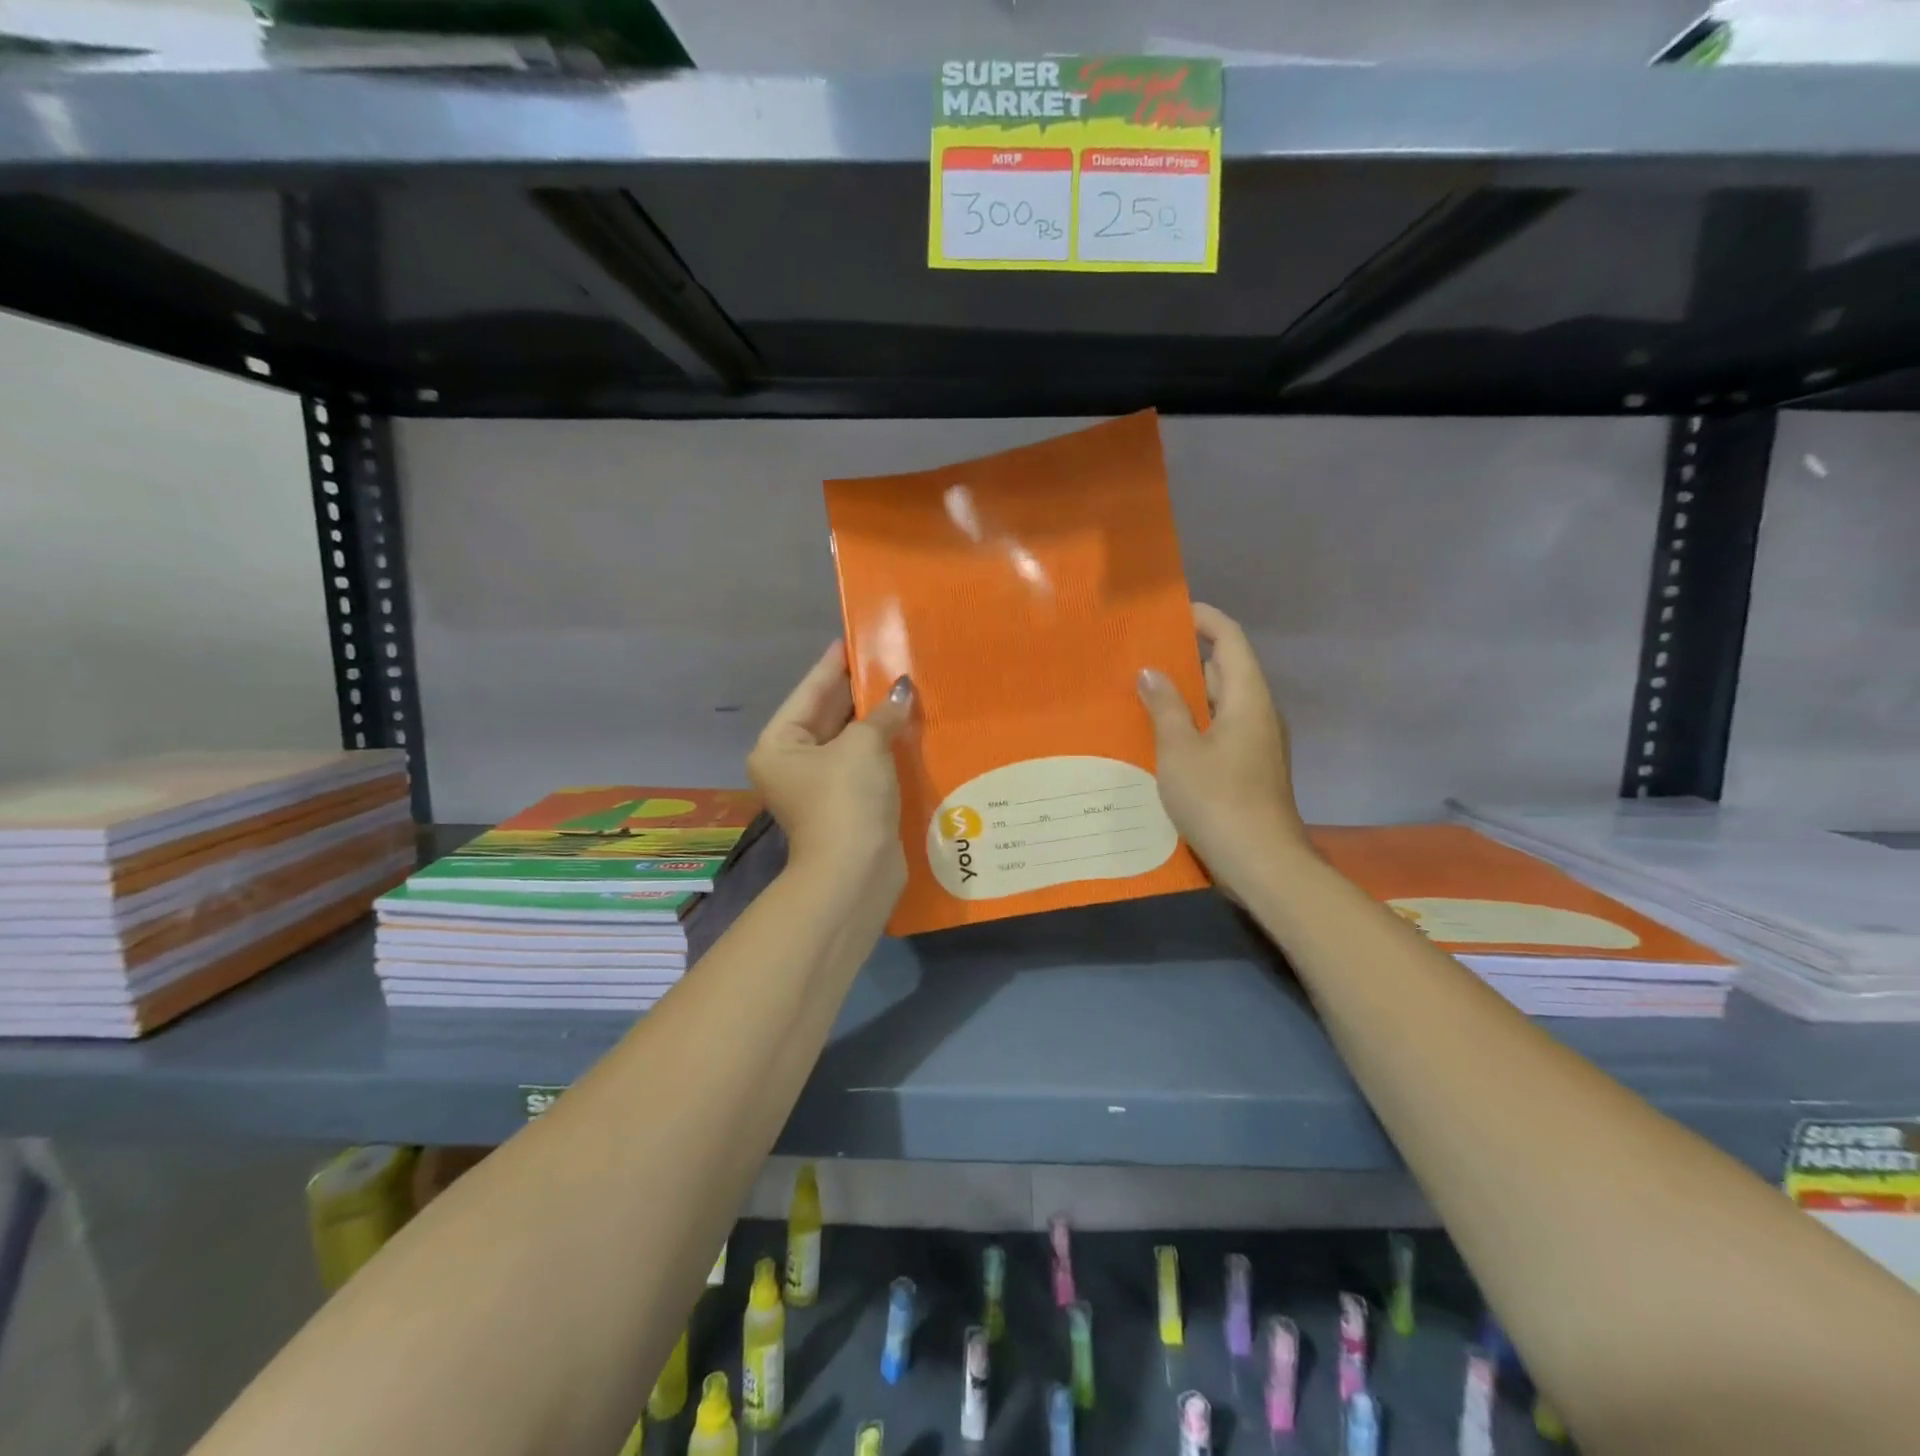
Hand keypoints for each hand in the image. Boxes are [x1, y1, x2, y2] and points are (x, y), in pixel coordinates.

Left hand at [749, 642, 912, 890]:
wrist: (855, 873)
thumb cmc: (847, 800)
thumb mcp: (863, 746)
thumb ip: (882, 713)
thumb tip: (902, 691)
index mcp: (779, 745)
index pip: (809, 692)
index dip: (833, 664)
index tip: (853, 639)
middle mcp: (792, 763)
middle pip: (827, 715)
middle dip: (858, 691)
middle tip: (888, 660)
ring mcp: (819, 786)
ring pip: (849, 741)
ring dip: (874, 719)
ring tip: (903, 686)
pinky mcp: (846, 804)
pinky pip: (863, 763)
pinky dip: (882, 746)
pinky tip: (907, 726)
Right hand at [1137, 603, 1309, 901]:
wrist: (1261, 862)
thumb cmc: (1218, 798)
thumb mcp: (1180, 750)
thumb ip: (1165, 706)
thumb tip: (1151, 671)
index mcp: (1248, 697)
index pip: (1229, 639)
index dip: (1204, 618)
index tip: (1171, 610)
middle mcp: (1259, 713)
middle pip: (1226, 669)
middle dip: (1188, 656)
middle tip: (1143, 653)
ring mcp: (1257, 743)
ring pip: (1221, 703)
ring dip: (1188, 693)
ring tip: (1144, 689)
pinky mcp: (1250, 768)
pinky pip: (1220, 729)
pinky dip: (1194, 722)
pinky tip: (1162, 735)